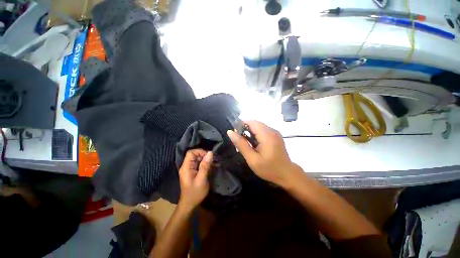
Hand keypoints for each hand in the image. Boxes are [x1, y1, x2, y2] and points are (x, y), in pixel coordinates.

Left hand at [178, 149, 212, 210]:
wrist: (189, 204)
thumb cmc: (195, 193)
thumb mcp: (202, 179)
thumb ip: (205, 165)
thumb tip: (210, 153)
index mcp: (186, 167)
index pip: (191, 153)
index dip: (200, 151)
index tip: (209, 156)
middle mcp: (186, 166)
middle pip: (194, 155)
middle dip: (204, 155)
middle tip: (213, 160)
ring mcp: (189, 169)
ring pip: (197, 159)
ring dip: (205, 160)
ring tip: (213, 163)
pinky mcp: (192, 172)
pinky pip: (198, 164)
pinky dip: (205, 164)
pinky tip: (211, 167)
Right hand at [227, 120, 295, 185]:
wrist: (287, 175)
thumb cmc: (269, 169)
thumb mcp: (252, 159)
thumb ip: (241, 144)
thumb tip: (230, 132)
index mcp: (266, 135)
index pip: (251, 122)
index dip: (241, 125)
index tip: (235, 135)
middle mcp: (272, 130)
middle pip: (254, 123)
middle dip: (245, 130)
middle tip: (240, 142)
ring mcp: (275, 132)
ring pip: (258, 127)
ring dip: (250, 132)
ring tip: (246, 144)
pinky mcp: (275, 136)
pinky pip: (263, 130)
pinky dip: (256, 135)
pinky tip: (254, 145)